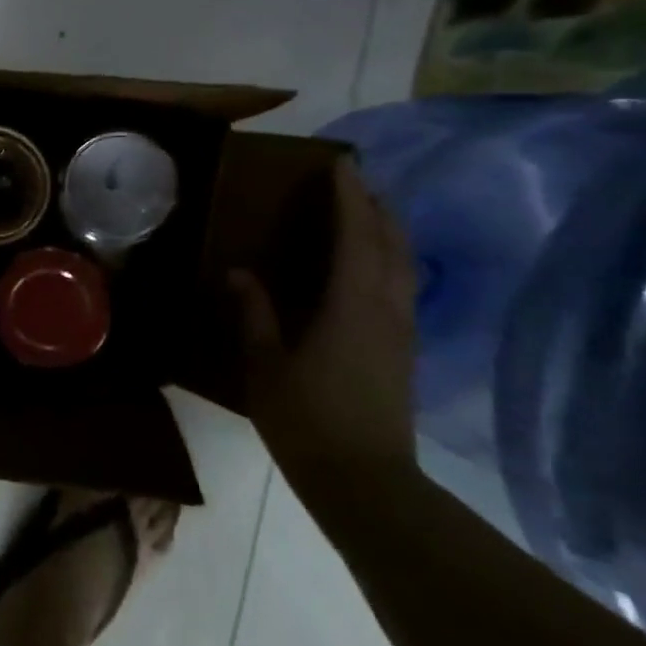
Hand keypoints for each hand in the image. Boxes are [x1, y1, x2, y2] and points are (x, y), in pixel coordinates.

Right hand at [229, 158, 417, 500]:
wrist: (365, 481)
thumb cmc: (306, 419)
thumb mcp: (265, 364)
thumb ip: (255, 314)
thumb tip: (240, 272)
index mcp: (351, 305)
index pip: (354, 236)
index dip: (348, 198)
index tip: (340, 164)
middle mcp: (386, 308)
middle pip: (391, 243)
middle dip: (376, 206)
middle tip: (355, 181)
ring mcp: (402, 330)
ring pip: (405, 264)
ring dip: (389, 231)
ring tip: (368, 212)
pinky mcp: (405, 350)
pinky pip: (404, 286)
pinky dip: (391, 259)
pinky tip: (374, 266)